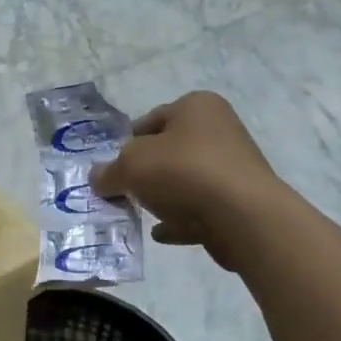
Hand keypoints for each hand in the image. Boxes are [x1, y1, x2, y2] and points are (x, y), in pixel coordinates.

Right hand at [90, 92, 281, 271]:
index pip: (150, 120)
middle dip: (145, 173)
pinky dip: (181, 219)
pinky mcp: (240, 201)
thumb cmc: (183, 172)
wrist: (243, 216)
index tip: (114, 169)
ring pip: (186, 181)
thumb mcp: (131, 166)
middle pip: (169, 151)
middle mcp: (219, 129)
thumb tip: (97, 177)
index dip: (127, 145)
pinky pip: (201, 208)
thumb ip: (109, 171)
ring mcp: (233, 167)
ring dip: (163, 197)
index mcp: (196, 106)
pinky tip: (162, 233)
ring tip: (142, 215)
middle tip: (124, 193)